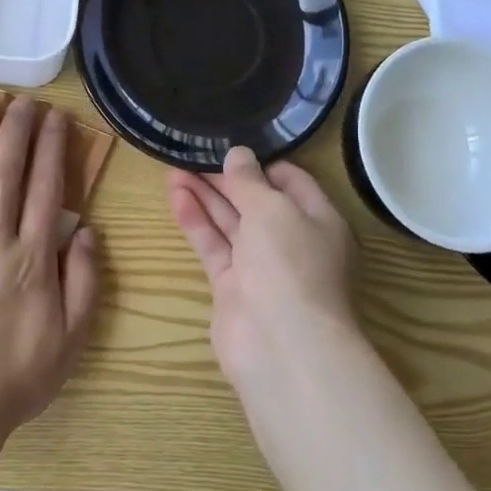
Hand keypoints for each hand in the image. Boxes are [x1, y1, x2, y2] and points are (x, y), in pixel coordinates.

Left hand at [0, 98, 100, 455]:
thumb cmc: (16, 378)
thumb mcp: (71, 340)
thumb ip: (84, 283)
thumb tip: (89, 231)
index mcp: (31, 261)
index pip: (46, 191)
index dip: (52, 149)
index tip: (55, 118)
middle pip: (3, 176)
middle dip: (14, 132)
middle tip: (21, 101)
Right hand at [168, 147, 360, 387]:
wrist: (281, 346)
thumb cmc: (290, 264)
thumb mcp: (272, 209)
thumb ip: (250, 180)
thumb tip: (238, 154)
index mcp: (318, 220)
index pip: (291, 181)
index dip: (262, 162)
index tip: (230, 145)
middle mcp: (291, 241)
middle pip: (255, 201)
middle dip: (225, 178)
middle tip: (191, 153)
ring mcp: (261, 266)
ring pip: (230, 223)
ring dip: (204, 196)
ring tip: (172, 168)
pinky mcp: (232, 287)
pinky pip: (213, 246)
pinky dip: (196, 222)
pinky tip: (175, 197)